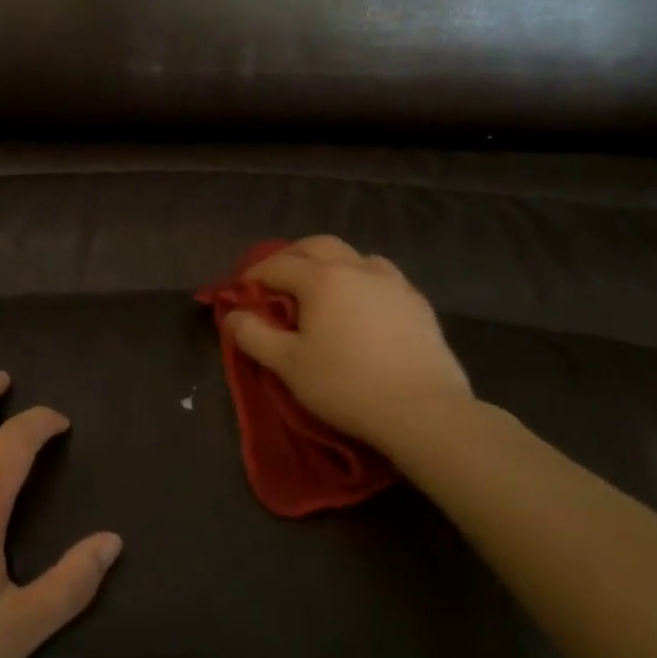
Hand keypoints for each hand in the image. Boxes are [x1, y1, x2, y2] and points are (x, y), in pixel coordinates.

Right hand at [225, 236, 472, 453]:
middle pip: (316, 246)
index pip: (277, 266)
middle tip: (277, 280)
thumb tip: (232, 315)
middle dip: (291, 257)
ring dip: (330, 263)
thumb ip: (254, 335)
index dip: (254, 276)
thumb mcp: (288, 365)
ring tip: (322, 289)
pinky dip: (361, 280)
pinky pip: (382, 276)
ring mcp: (392, 282)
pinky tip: (361, 305)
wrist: (424, 411)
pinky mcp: (418, 302)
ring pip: (354, 256)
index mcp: (321, 278)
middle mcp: (356, 268)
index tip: (241, 292)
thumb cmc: (346, 385)